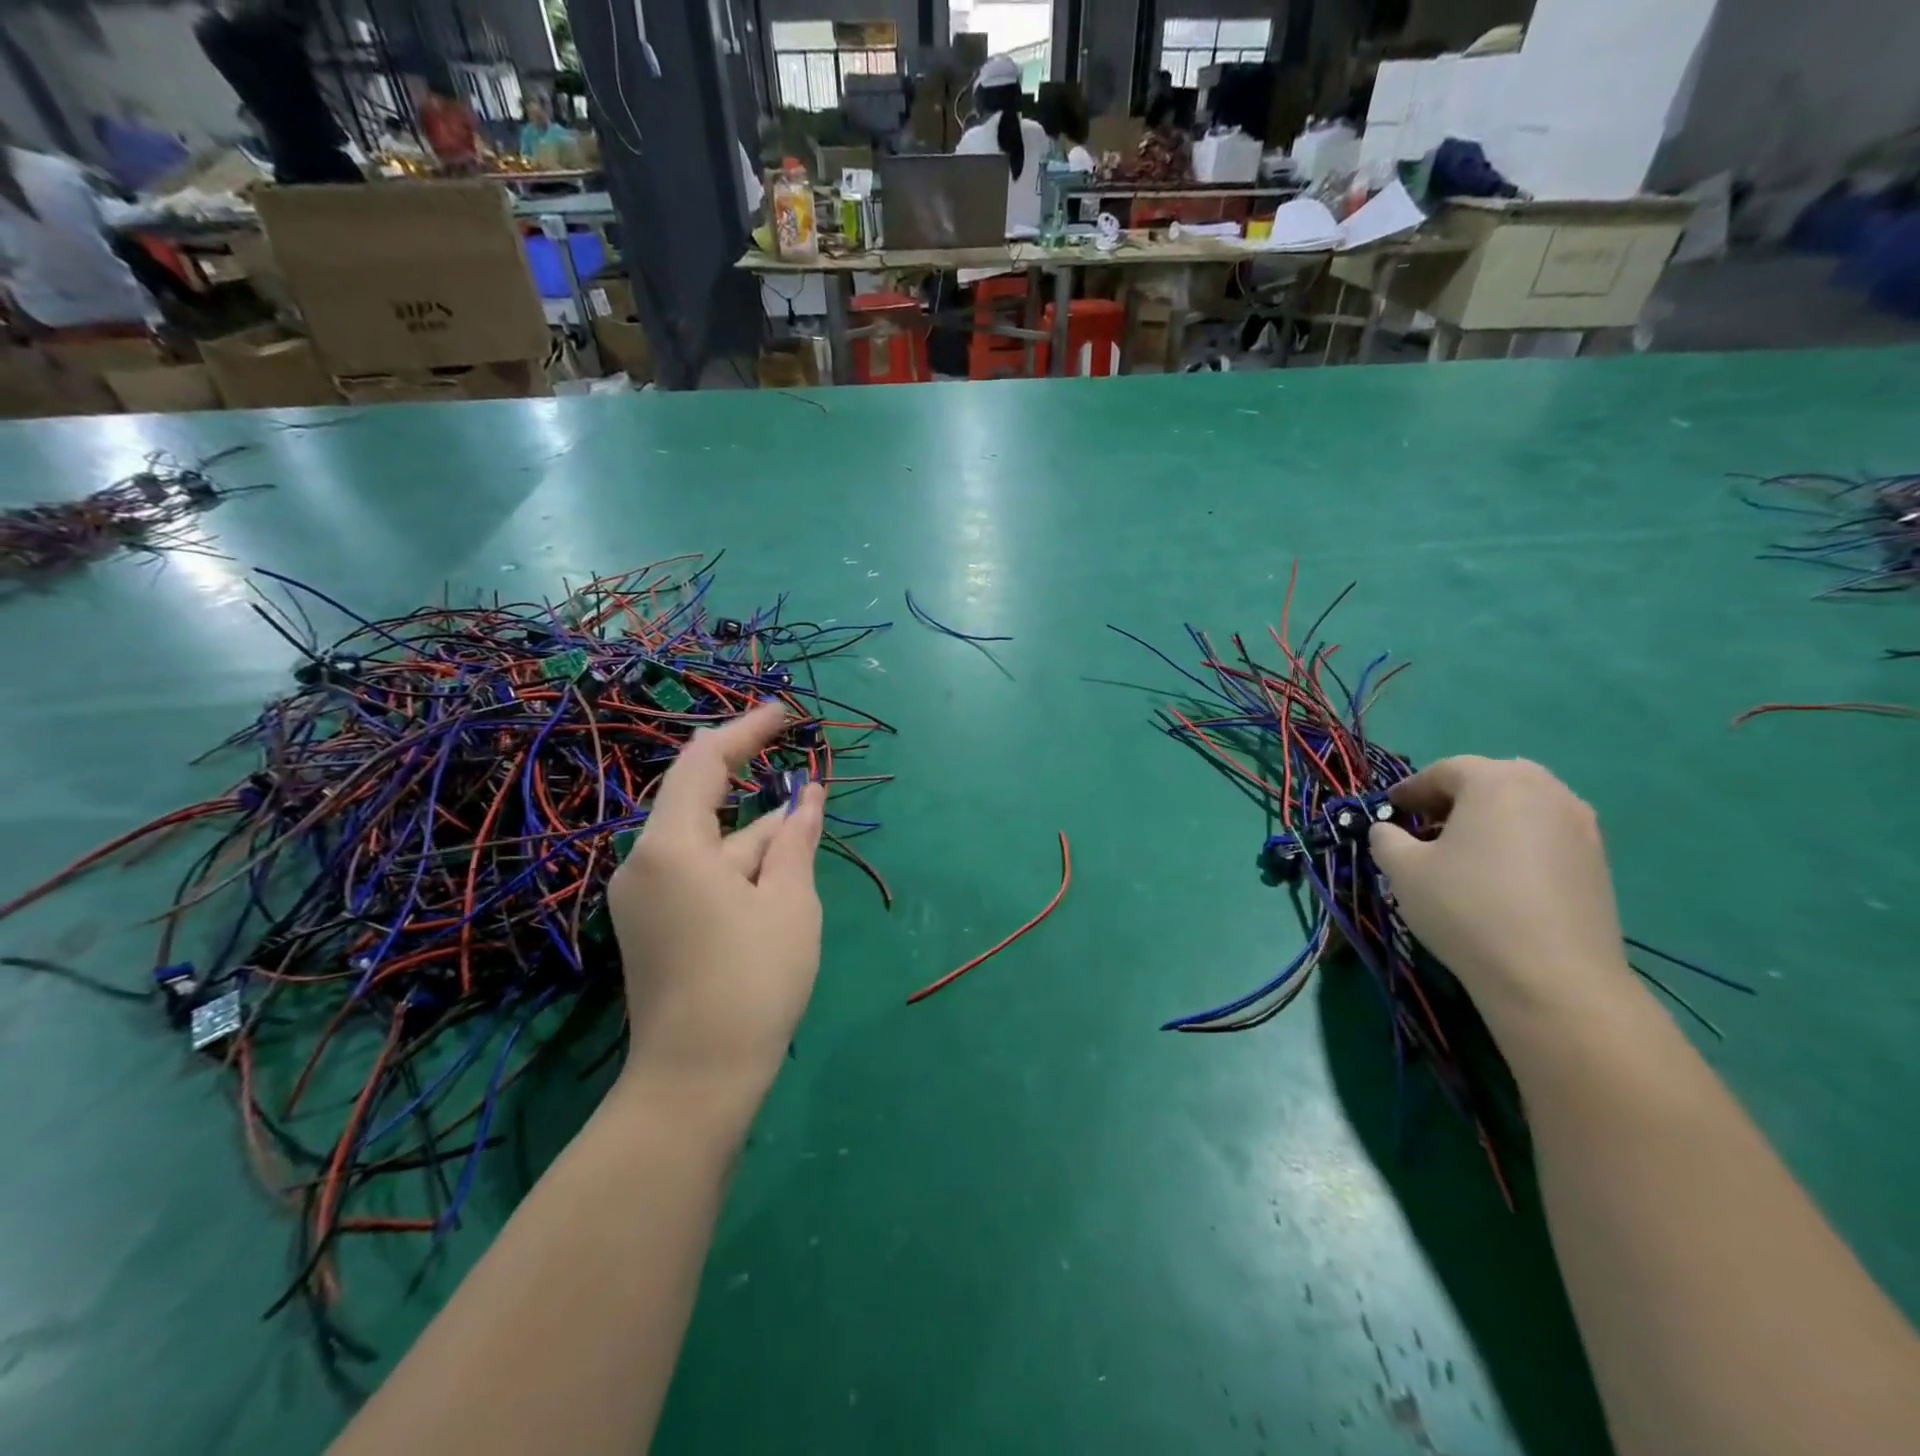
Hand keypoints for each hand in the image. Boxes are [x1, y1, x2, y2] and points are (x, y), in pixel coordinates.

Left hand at [608, 703, 825, 1105]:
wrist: (695, 1082)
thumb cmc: (751, 982)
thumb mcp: (789, 901)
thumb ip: (796, 837)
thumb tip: (809, 794)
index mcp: (671, 846)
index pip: (705, 762)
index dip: (748, 730)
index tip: (788, 714)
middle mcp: (643, 861)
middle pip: (703, 802)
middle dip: (758, 791)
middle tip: (807, 784)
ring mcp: (642, 896)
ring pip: (706, 843)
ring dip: (755, 836)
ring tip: (804, 838)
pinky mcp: (649, 924)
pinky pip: (696, 873)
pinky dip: (737, 865)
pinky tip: (774, 877)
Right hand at [1368, 756, 1634, 1026]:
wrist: (1552, 976)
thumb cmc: (1466, 907)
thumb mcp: (1403, 869)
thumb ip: (1385, 838)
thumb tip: (1388, 831)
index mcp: (1495, 781)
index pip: (1443, 771)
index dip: (1409, 789)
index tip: (1388, 811)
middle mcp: (1546, 790)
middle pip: (1488, 781)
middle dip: (1452, 799)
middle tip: (1424, 827)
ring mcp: (1581, 825)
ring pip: (1521, 807)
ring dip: (1486, 820)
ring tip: (1460, 853)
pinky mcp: (1598, 861)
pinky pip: (1545, 834)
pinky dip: (1516, 841)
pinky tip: (1496, 876)